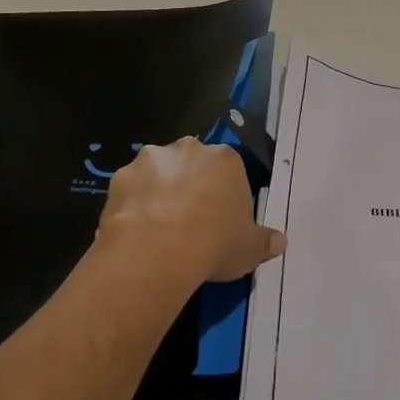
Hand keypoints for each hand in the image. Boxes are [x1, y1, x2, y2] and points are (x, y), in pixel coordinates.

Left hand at [97, 137, 285, 285]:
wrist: (157, 250)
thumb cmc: (215, 243)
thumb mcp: (250, 248)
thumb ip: (265, 241)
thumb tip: (280, 242)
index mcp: (225, 159)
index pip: (228, 170)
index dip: (224, 194)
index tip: (221, 219)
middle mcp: (188, 149)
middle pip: (191, 163)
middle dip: (189, 185)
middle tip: (190, 222)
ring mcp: (150, 160)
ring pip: (158, 173)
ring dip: (159, 191)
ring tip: (159, 229)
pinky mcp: (119, 177)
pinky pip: (130, 190)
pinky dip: (132, 206)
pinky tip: (135, 232)